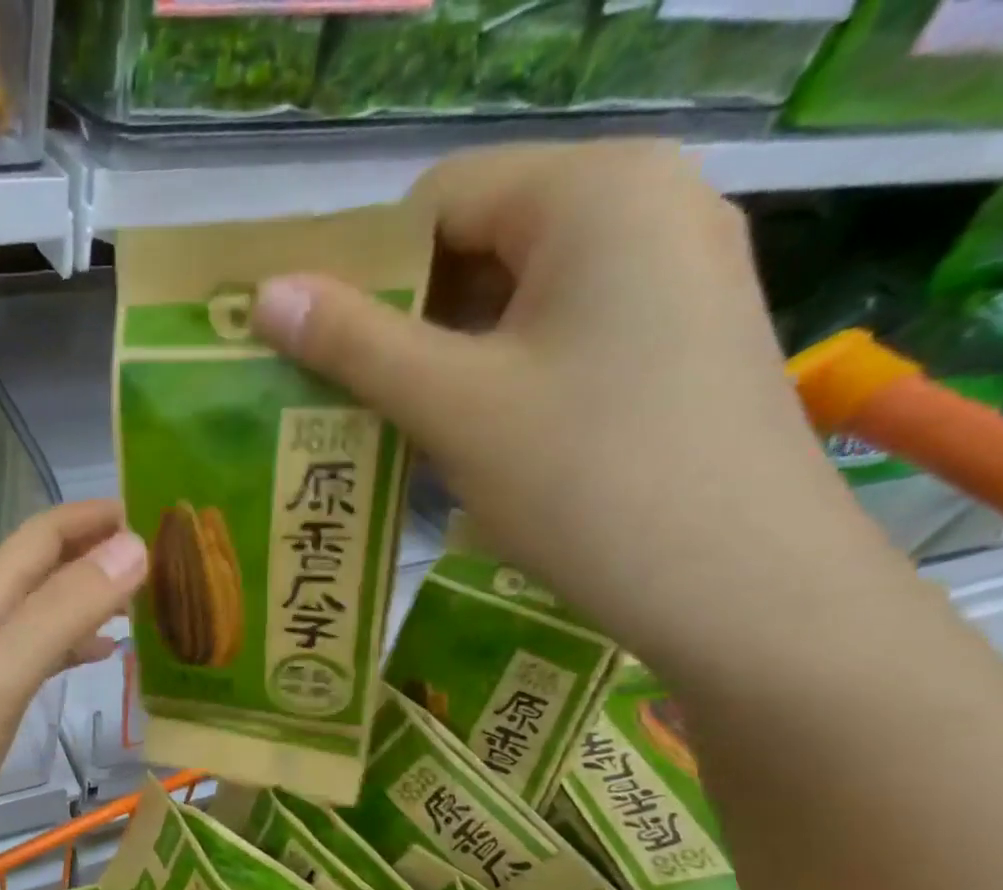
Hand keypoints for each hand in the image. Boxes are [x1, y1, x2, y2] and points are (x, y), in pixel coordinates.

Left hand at [0, 500, 146, 875]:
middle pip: (47, 567)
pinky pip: (42, 653)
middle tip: (169, 560)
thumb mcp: (2, 672)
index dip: (95, 515)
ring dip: (95, 598)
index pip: (43, 535)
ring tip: (151, 602)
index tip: (158, 511)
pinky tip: (107, 656)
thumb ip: (63, 610)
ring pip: (48, 610)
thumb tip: (135, 547)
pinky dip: (78, 644)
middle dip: (102, 551)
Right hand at [250, 141, 909, 678]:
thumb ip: (353, 342)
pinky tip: (453, 440)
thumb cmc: (585, 477)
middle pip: (476, 245)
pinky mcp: (669, 343)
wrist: (738, 583)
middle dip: (397, 323)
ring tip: (381, 429)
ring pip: (510, 300)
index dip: (361, 273)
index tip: (311, 351)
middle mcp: (644, 209)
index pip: (438, 200)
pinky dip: (489, 380)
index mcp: (595, 193)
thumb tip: (264, 294)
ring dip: (436, 360)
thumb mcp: (453, 404)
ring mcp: (666, 279)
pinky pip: (551, 338)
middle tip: (333, 399)